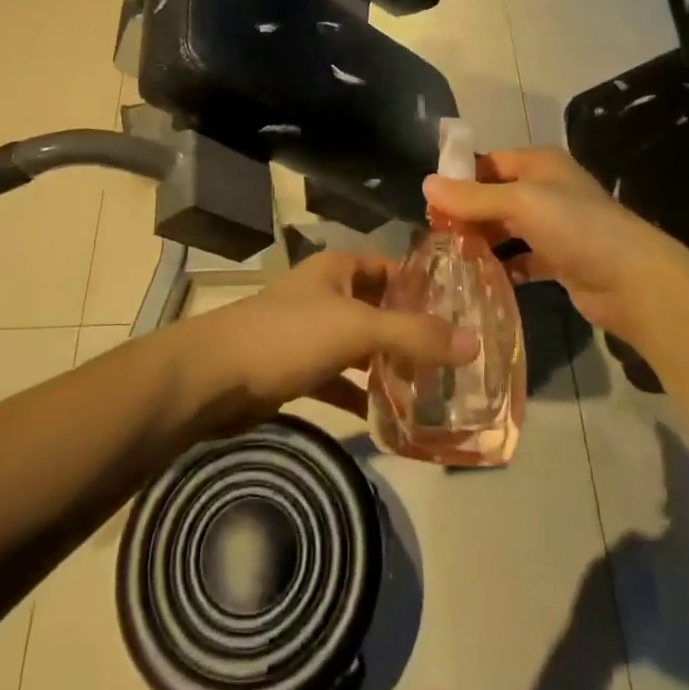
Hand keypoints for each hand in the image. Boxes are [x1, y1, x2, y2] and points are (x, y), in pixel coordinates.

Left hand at [183, 250, 477, 423]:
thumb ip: (415, 335)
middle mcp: (326, 294)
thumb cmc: (288, 336)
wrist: (214, 377)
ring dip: (388, 367)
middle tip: (454, 360)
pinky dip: (358, 396)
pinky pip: (338, 380)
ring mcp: (309, 332)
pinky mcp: (295, 369)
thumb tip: (475, 342)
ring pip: (360, 347)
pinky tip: (385, 420)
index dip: (425, 287)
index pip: (393, 269)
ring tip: (431, 391)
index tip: (463, 313)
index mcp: (339, 269)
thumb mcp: (357, 329)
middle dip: (412, 332)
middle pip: (379, 309)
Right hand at [424, 146, 688, 346]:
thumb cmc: (574, 226)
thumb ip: (472, 197)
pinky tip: (477, 278)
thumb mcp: (519, 202)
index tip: (427, 202)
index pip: (488, 162)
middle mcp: (546, 189)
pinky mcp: (559, 260)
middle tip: (433, 236)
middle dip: (466, 214)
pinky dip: (501, 266)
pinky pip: (520, 259)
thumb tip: (426, 184)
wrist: (632, 280)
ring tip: (447, 257)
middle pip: (494, 196)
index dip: (458, 178)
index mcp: (539, 163)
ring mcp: (554, 226)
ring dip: (481, 241)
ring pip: (506, 229)